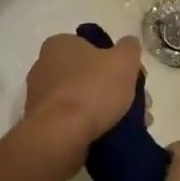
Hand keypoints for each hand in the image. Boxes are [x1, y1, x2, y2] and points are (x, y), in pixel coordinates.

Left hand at [23, 32, 145, 165]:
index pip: (93, 47)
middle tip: (138, 105)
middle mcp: (44, 66)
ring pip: (84, 99)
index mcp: (59, 45)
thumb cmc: (91, 90)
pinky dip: (92, 125)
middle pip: (90, 75)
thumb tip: (129, 45)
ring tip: (131, 125)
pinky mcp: (43, 123)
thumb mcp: (123, 61)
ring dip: (107, 110)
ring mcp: (41, 97)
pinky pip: (73, 120)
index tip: (135, 79)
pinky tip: (112, 136)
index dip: (118, 61)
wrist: (60, 136)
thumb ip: (129, 48)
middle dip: (116, 89)